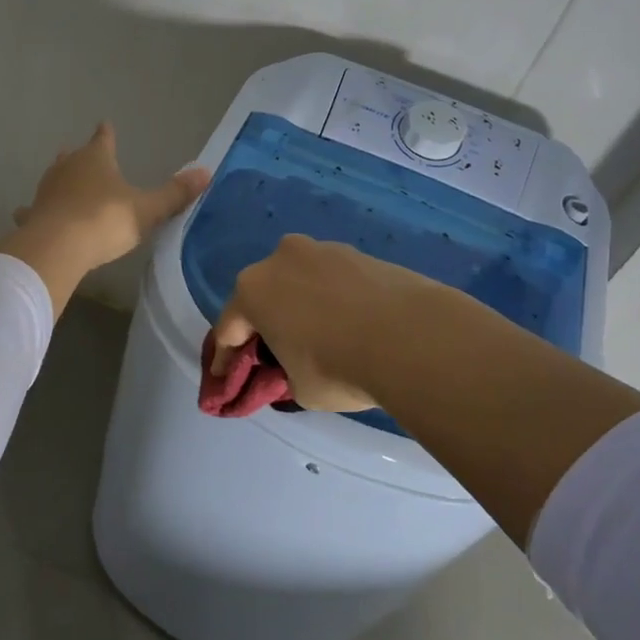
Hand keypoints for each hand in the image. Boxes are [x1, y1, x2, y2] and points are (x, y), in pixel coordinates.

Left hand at [0, 123, 208, 314]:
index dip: (106, 134)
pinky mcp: (32, 215)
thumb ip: (174, 194)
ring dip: (59, 182)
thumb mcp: (147, 210)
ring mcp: (46, 191)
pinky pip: (33, 210)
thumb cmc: (105, 221)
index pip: (103, 139)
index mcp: (96, 159)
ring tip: (63, 184)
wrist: (58, 246)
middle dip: (80, 157)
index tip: (105, 125)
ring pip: (53, 180)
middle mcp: (67, 168)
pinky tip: (26, 215)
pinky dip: (33, 211)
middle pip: (74, 157)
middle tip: (82, 155)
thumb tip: (206, 171)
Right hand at [209, 235, 442, 412]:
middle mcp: (280, 259)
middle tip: (274, 356)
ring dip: (300, 307)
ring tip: (319, 339)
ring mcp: (322, 250)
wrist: (413, 338)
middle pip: (263, 297)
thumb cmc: (338, 367)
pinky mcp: (360, 252)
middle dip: (264, 326)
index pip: (229, 330)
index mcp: (252, 290)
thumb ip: (284, 375)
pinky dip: (333, 300)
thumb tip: (291, 370)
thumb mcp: (299, 389)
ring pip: (300, 283)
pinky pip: (333, 281)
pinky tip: (349, 325)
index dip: (226, 361)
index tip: (228, 382)